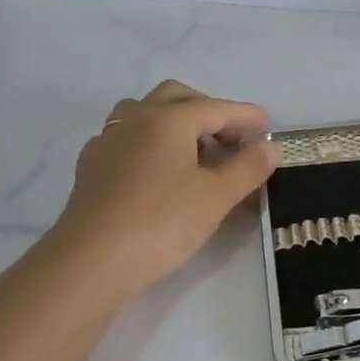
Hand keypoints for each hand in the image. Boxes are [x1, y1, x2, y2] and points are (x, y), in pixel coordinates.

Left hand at [44, 81, 278, 301]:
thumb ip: (247, 167)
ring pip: (145, 113)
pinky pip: (127, 138)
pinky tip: (158, 170)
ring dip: (174, 121)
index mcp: (168, 119)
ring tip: (195, 149)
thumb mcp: (216, 197)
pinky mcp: (91, 168)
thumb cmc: (160, 223)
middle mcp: (135, 120)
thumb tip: (270, 147)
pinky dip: (150, 142)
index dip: (245, 115)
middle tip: (232, 136)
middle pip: (176, 97)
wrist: (89, 263)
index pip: (216, 108)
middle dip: (208, 109)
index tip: (268, 125)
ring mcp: (108, 142)